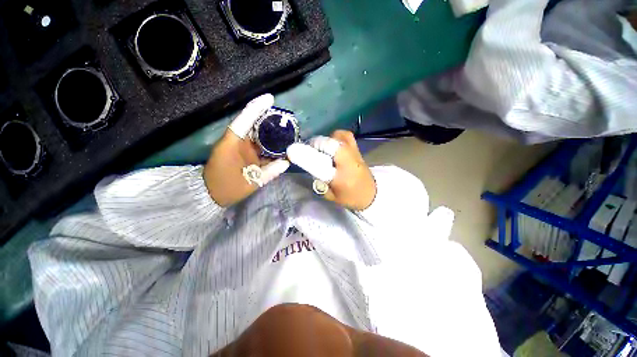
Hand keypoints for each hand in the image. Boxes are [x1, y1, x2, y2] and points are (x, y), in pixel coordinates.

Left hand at [203, 94, 289, 206]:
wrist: (212, 194)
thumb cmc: (227, 188)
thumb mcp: (250, 182)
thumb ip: (269, 172)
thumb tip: (287, 162)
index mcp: (232, 143)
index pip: (245, 120)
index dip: (257, 108)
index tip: (270, 98)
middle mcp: (236, 141)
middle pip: (253, 124)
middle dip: (268, 118)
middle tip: (285, 117)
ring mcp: (239, 146)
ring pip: (256, 134)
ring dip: (270, 131)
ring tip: (286, 129)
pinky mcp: (242, 152)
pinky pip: (257, 145)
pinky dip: (268, 144)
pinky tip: (280, 145)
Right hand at [287, 130, 376, 210]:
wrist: (371, 193)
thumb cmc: (350, 198)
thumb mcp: (331, 196)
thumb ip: (319, 182)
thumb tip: (310, 167)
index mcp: (341, 178)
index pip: (320, 165)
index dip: (305, 156)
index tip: (291, 152)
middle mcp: (348, 162)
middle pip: (330, 145)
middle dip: (316, 145)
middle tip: (309, 150)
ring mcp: (354, 153)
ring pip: (337, 137)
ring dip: (325, 140)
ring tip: (321, 148)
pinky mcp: (357, 149)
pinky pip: (345, 135)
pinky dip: (335, 136)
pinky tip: (332, 144)